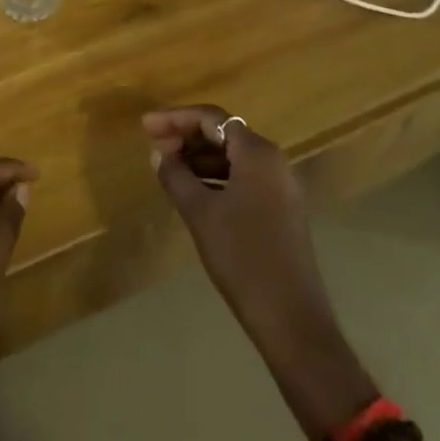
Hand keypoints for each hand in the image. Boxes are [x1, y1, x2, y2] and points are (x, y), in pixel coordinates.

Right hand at [144, 106, 375, 440]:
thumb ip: (176, 177)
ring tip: (169, 171)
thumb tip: (158, 154)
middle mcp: (273, 161)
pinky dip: (217, 179)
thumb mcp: (201, 214)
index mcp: (257, 152)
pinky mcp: (283, 210)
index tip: (146, 127)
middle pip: (225, 134)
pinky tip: (195, 194)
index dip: (176, 118)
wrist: (293, 322)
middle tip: (155, 148)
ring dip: (201, 160)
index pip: (211, 118)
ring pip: (234, 158)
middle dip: (187, 137)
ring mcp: (281, 187)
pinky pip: (245, 179)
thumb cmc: (243, 258)